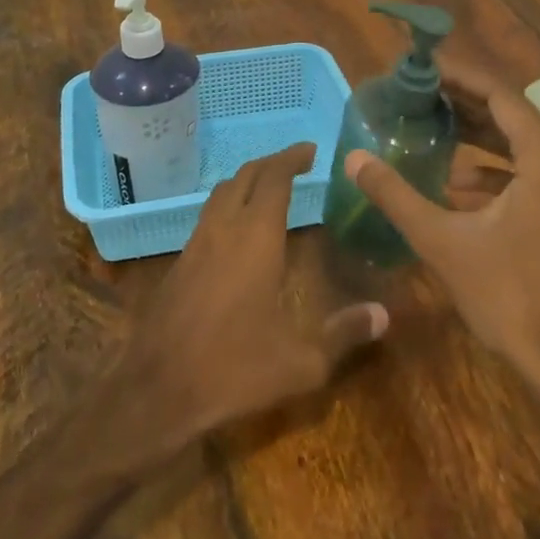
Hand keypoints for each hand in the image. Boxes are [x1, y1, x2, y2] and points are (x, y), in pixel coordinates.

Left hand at [124, 144, 387, 447]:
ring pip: (222, 192)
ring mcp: (196, 243)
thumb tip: (383, 314)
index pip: (275, 178)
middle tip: (297, 164)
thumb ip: (343, 334)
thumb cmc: (233, 369)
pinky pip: (208, 216)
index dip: (293, 158)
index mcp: (256, 238)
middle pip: (246, 175)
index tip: (311, 150)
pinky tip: (239, 231)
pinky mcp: (179, 262)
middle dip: (272, 163)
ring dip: (247, 181)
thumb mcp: (300, 361)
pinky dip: (230, 205)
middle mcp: (224, 229)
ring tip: (270, 189)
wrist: (156, 389)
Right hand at [345, 56, 539, 404]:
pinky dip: (493, 170)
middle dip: (466, 102)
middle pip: (512, 116)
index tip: (424, 66)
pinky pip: (529, 174)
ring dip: (479, 135)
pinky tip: (455, 184)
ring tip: (432, 126)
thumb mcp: (443, 241)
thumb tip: (353, 158)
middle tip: (420, 91)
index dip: (461, 76)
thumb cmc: (508, 295)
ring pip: (521, 146)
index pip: (501, 95)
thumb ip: (396, 195)